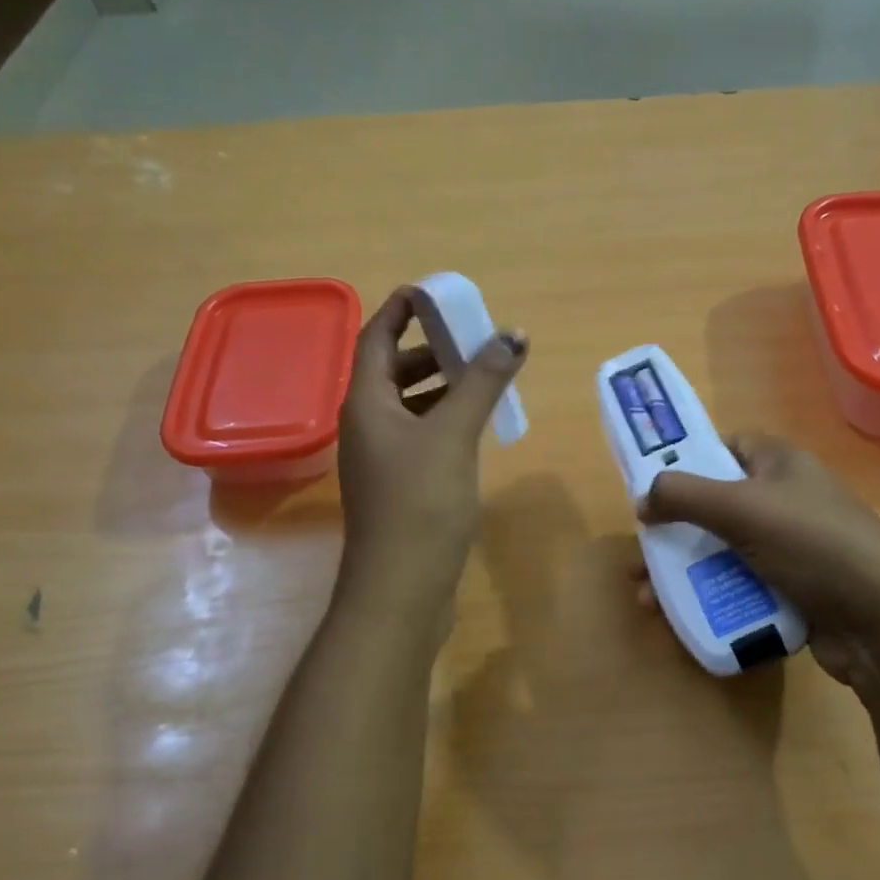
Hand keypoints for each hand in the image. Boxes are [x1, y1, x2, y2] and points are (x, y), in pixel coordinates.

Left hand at [336, 289, 528, 613]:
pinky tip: (476, 428)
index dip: (401, 310)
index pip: (376, 337)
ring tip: (484, 378)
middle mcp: (366, 425)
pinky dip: (445, 422)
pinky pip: (420, 437)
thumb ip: (482, 381)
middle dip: (431, 349)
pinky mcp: (399, 487)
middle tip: (473, 338)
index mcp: (366, 403)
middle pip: (392, 371)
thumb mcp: (453, 434)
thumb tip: (513, 334)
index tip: (435, 292)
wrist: (401, 587)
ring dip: (442, 387)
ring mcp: (381, 459)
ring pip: (409, 406)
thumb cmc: (420, 502)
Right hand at [637, 434, 879, 685]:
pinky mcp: (792, 591)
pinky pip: (740, 587)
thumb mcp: (742, 508)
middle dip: (674, 532)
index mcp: (780, 465)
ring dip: (683, 573)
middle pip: (715, 507)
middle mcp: (785, 501)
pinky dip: (710, 599)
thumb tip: (643, 498)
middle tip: (640, 556)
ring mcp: (790, 549)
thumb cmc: (812, 545)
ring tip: (647, 599)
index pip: (727, 448)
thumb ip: (684, 494)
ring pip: (723, 552)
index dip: (689, 462)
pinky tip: (680, 618)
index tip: (653, 488)